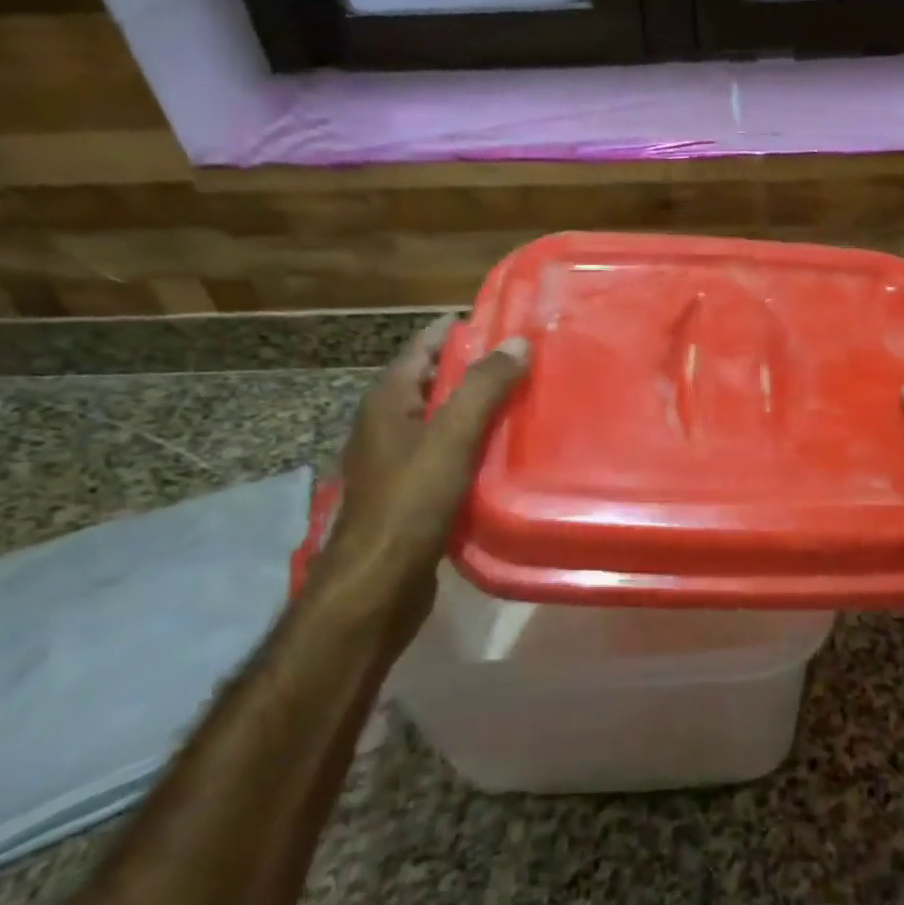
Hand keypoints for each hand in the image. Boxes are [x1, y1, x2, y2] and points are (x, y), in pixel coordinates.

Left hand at [324, 316, 529, 637]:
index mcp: (388, 401)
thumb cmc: (410, 503)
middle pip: (434, 381)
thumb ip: (484, 388)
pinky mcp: (411, 492)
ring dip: (477, 408)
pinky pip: (448, 453)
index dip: (458, 330)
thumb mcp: (451, 438)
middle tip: (526, 360)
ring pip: (443, 419)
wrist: (378, 585)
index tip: (504, 320)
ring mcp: (396, 460)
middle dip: (474, 368)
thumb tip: (518, 342)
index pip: (422, 347)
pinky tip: (506, 451)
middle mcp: (387, 424)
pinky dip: (474, 443)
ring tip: (525, 399)